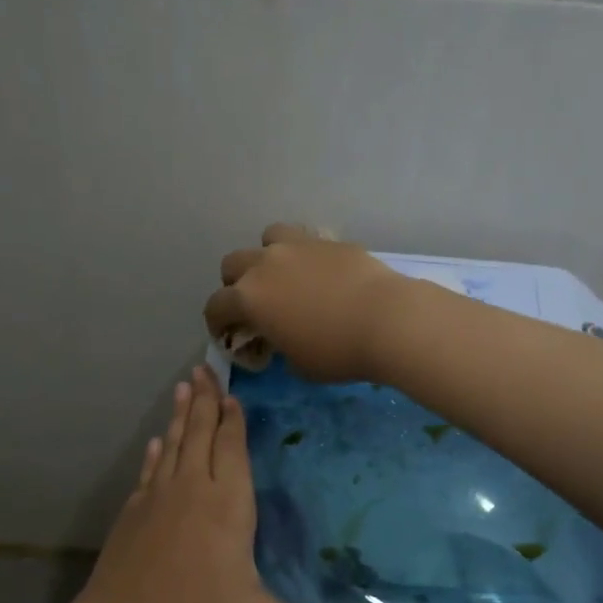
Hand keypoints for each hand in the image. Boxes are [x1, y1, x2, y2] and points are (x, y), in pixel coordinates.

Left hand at [74, 366, 389, 602]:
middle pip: (201, 435)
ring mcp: (156, 500)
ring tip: (184, 387)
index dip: (234, 420)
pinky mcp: (132, 515)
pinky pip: (148, 472)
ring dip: (181, 416)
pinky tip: (154, 443)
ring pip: (173, 445)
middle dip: (206, 400)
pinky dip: (154, 453)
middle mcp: (191, 491)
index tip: (233, 393)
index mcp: (226, 506)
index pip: (232, 450)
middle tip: (203, 367)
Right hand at [202, 224, 413, 383]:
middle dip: (235, 284)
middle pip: (233, 264)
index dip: (217, 322)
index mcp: (249, 298)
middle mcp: (265, 264)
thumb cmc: (336, 352)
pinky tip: (320, 273)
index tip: (226, 334)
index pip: (216, 306)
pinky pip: (305, 240)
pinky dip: (303, 255)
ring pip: (267, 238)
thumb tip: (282, 338)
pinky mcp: (328, 240)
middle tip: (254, 304)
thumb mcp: (298, 364)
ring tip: (284, 275)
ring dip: (267, 255)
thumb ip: (279, 347)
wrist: (386, 319)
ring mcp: (298, 246)